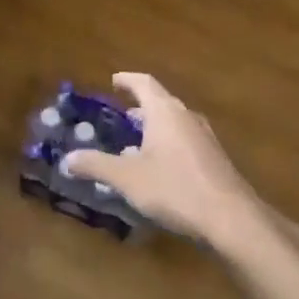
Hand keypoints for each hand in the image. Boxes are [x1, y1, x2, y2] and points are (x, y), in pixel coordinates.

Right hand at [61, 74, 263, 250]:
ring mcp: (205, 137)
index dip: (127, 80)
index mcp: (164, 112)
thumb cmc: (174, 188)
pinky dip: (168, 143)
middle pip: (161, 102)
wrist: (231, 218)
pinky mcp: (214, 159)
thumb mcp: (127, 178)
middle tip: (121, 114)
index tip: (113, 80)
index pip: (144, 83)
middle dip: (140, 105)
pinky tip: (160, 166)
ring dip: (155, 126)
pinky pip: (185, 140)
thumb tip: (67, 158)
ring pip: (175, 122)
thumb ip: (96, 165)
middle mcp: (186, 117)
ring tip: (137, 140)